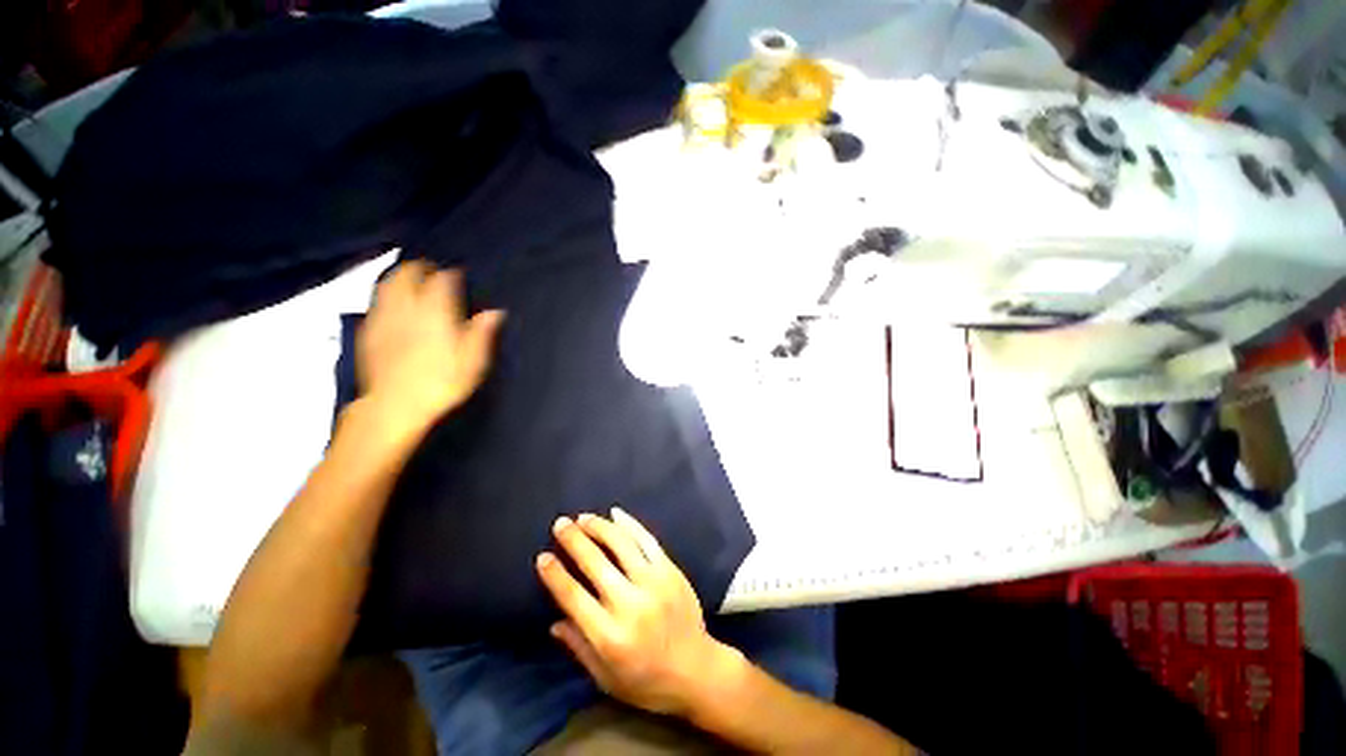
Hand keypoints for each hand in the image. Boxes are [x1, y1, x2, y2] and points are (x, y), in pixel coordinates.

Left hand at [358, 261, 503, 439]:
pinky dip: (385, 296)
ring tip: (409, 279)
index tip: (458, 274)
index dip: (451, 274)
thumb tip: (495, 312)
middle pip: (407, 275)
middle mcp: (407, 308)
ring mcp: (384, 318)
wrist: (395, 405)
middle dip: (420, 268)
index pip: (442, 281)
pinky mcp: (368, 331)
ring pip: (387, 284)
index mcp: (435, 313)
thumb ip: (482, 333)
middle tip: (432, 271)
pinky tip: (391, 304)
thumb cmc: (441, 382)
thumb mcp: (473, 362)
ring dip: (398, 277)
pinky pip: (375, 303)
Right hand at [537, 509, 738, 716]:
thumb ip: (579, 648)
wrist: (697, 671)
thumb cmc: (647, 681)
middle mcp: (630, 604)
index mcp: (609, 636)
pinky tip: (616, 514)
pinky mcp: (671, 570)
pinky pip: (647, 540)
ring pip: (622, 544)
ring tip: (583, 517)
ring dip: (600, 527)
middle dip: (574, 540)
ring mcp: (654, 583)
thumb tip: (553, 622)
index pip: (574, 597)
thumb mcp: (605, 678)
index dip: (555, 575)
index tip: (543, 557)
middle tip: (560, 524)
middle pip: (596, 563)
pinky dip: (630, 524)